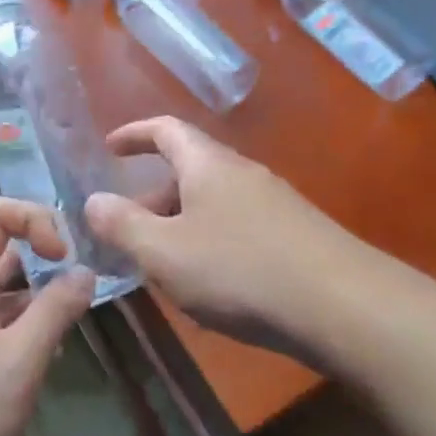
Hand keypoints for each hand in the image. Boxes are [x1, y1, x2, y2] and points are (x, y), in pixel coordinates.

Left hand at [0, 197, 92, 435]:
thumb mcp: (19, 363)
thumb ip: (56, 311)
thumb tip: (85, 271)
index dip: (35, 219)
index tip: (66, 258)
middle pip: (2, 251)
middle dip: (46, 258)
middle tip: (87, 285)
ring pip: (5, 293)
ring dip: (41, 299)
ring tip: (75, 326)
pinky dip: (28, 332)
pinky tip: (49, 362)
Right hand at [84, 117, 366, 364]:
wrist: (343, 305)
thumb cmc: (240, 270)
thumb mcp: (165, 252)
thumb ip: (123, 225)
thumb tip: (93, 201)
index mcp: (208, 164)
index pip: (165, 129)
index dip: (134, 134)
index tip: (109, 148)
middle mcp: (243, 173)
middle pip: (189, 169)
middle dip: (152, 194)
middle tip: (126, 227)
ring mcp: (274, 203)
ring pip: (213, 202)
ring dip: (180, 222)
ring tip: (161, 262)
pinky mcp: (295, 235)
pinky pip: (237, 226)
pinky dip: (209, 241)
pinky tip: (208, 283)